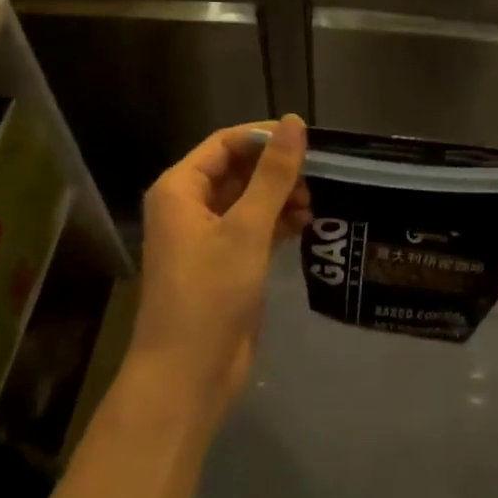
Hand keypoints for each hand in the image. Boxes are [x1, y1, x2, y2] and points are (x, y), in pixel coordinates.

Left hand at [132, 117, 309, 425]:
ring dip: (281, 197)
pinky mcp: (225, 262)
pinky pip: (253, 227)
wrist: (188, 374)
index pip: (225, 143)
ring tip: (313, 207)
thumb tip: (295, 122)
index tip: (308, 143)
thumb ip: (273, 174)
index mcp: (180, 189)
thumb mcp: (246, 228)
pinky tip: (305, 226)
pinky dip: (277, 222)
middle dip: (276, 171)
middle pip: (238, 170)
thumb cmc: (210, 293)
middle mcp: (190, 206)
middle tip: (316, 179)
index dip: (265, 138)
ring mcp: (207, 236)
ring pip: (249, 199)